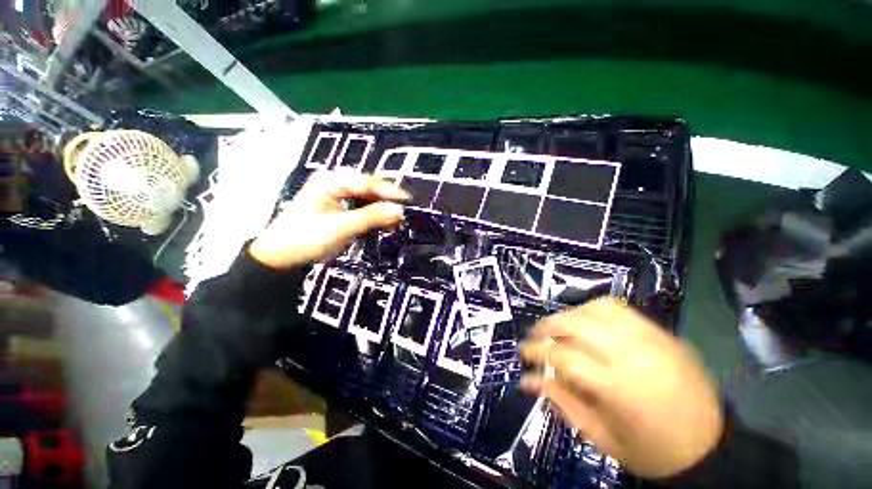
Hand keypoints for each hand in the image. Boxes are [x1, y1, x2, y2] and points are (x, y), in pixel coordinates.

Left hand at [250, 173, 409, 268]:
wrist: (279, 257)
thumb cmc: (307, 238)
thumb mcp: (342, 227)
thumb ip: (372, 217)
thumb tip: (399, 210)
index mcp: (331, 181)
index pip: (368, 182)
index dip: (390, 192)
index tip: (408, 201)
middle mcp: (334, 183)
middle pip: (368, 188)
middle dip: (386, 201)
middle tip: (402, 213)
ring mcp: (334, 196)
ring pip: (365, 198)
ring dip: (380, 209)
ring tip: (394, 221)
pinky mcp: (336, 208)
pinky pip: (359, 208)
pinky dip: (372, 216)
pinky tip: (382, 224)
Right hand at [520, 298, 723, 478]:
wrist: (711, 449)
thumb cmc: (651, 452)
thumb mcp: (600, 437)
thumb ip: (561, 402)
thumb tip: (529, 380)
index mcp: (619, 387)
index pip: (563, 355)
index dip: (537, 352)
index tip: (524, 356)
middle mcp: (633, 354)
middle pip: (575, 323)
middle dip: (546, 327)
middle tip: (534, 338)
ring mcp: (650, 339)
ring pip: (595, 308)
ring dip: (568, 315)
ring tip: (558, 329)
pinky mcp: (661, 333)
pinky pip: (619, 309)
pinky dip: (593, 310)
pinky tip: (586, 323)